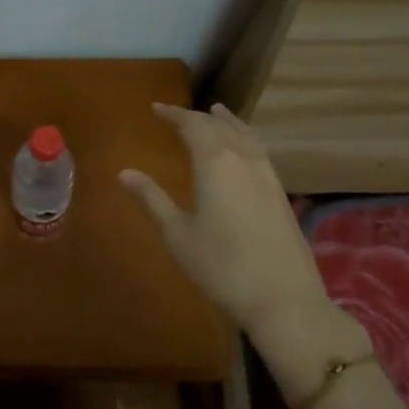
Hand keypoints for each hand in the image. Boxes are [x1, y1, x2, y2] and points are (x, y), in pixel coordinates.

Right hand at [120, 104, 367, 377]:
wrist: (283, 300)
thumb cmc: (220, 267)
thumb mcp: (177, 234)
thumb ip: (152, 199)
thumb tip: (124, 173)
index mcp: (215, 162)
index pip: (192, 125)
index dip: (173, 114)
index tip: (156, 108)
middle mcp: (244, 159)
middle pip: (219, 126)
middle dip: (197, 117)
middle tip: (177, 115)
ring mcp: (268, 175)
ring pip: (245, 135)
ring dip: (227, 122)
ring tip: (216, 114)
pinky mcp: (281, 193)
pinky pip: (259, 150)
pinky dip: (245, 138)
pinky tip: (242, 150)